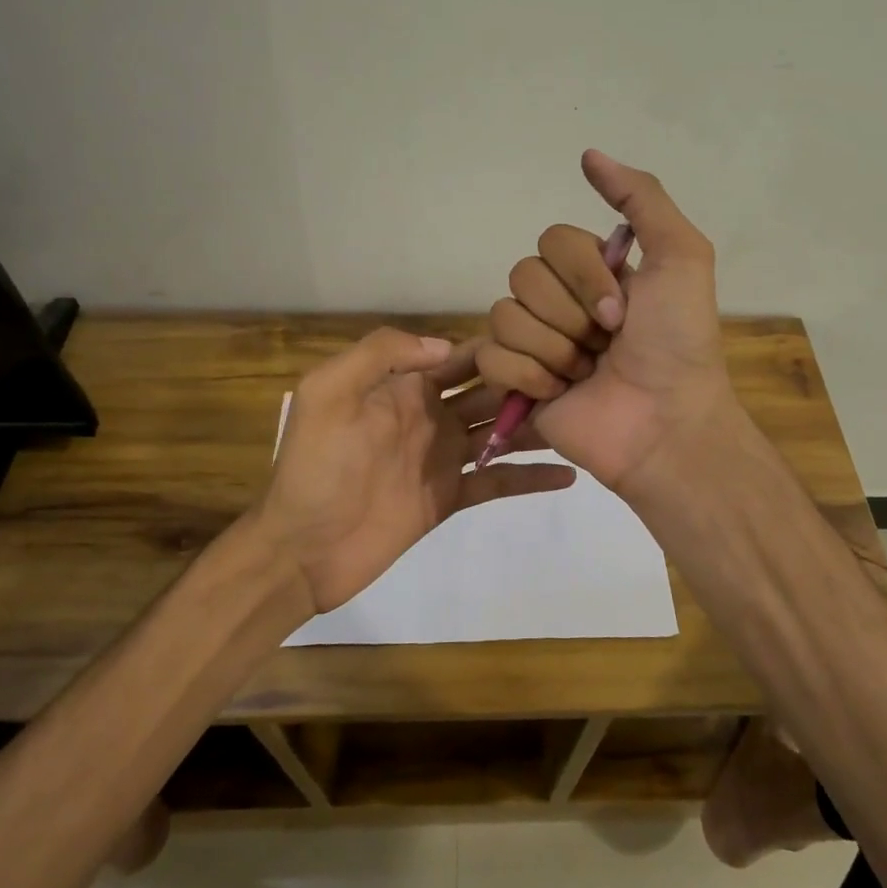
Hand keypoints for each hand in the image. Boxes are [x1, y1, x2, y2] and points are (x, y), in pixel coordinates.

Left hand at [258, 328, 575, 614]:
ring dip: (535, 425)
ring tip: (583, 416)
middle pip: (488, 392)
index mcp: (404, 388)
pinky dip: (531, 478)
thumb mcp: (329, 393)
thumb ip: (381, 355)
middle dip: (528, 382)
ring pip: (500, 433)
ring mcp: (442, 459)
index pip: (460, 357)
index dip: (499, 348)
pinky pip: (497, 482)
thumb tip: (447, 347)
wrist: (302, 547)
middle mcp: (430, 416)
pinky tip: (570, 474)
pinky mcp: (449, 498)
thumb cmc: (315, 467)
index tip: (546, 340)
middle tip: (579, 377)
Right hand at [476, 150, 739, 492]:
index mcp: (593, 273)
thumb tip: (587, 154)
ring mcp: (535, 343)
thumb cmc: (678, 343)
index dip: (583, 274)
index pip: (552, 240)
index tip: (622, 311)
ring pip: (504, 314)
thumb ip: (641, 199)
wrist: (664, 423)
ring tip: (585, 372)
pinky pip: (491, 356)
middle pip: (523, 275)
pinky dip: (528, 375)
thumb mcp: (680, 257)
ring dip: (553, 347)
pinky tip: (559, 392)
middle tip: (605, 343)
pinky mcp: (515, 383)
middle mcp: (560, 302)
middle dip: (569, 314)